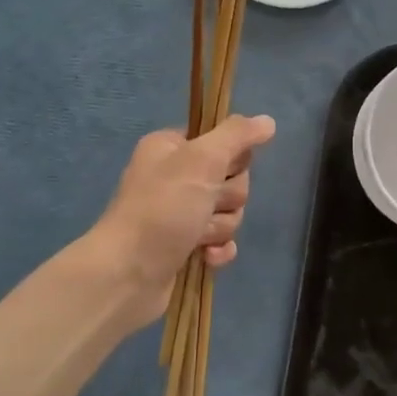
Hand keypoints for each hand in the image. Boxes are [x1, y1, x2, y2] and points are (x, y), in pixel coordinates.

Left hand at [92, 115, 275, 329]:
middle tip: (204, 206)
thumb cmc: (162, 209)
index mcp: (172, 148)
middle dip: (226, 198)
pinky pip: (222, 241)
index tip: (222, 169)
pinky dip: (218, 249)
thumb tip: (268, 121)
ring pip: (229, 212)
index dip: (230, 157)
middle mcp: (175, 177)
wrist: (127, 274)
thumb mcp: (201, 160)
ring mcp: (180, 214)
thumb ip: (237, 136)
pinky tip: (206, 256)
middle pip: (232, 179)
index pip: (222, 140)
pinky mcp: (186, 247)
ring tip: (196, 236)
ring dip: (219, 226)